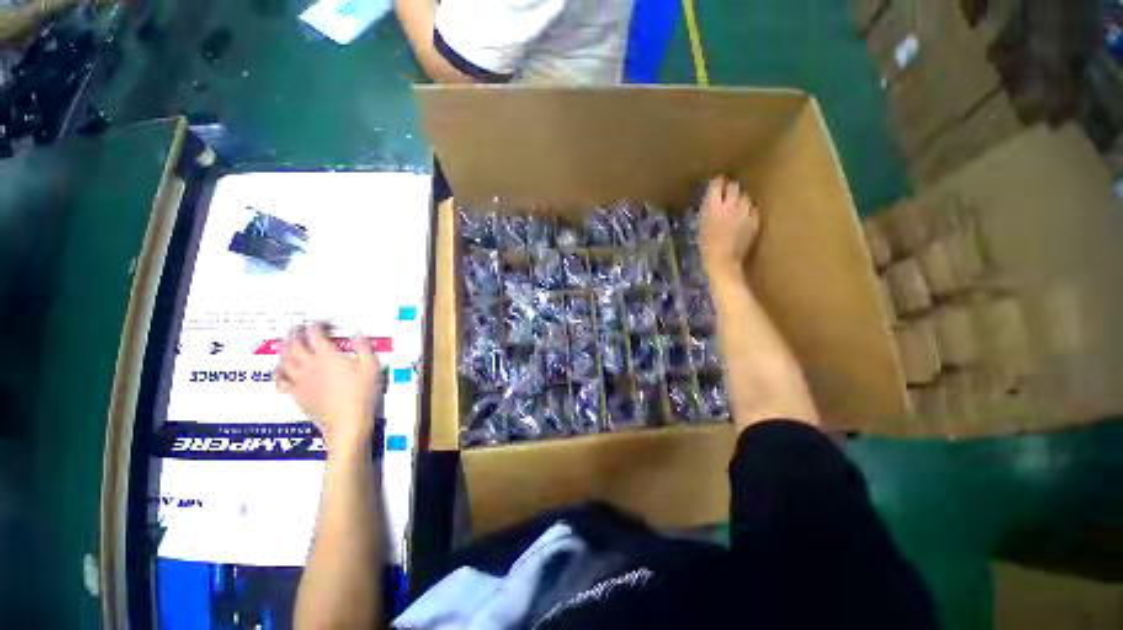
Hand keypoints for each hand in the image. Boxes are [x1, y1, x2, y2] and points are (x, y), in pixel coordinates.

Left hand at [276, 323, 381, 452]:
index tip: (321, 323)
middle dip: (294, 334)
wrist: (347, 421)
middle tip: (297, 328)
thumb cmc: (361, 393)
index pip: (316, 335)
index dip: (317, 326)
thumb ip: (363, 348)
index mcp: (327, 357)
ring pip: (283, 361)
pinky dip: (279, 372)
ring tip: (286, 344)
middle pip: (294, 345)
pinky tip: (282, 370)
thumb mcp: (371, 367)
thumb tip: (357, 335)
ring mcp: (299, 381)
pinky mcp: (296, 394)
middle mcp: (309, 366)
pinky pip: (280, 380)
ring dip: (283, 349)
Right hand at [699, 176, 760, 281]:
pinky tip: (744, 219)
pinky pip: (753, 209)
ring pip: (745, 197)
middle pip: (734, 186)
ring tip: (737, 207)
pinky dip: (749, 211)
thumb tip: (711, 200)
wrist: (723, 261)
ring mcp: (745, 212)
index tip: (717, 185)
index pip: (717, 185)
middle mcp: (731, 205)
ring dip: (740, 200)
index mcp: (713, 206)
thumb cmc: (706, 247)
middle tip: (727, 194)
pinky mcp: (755, 220)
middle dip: (731, 189)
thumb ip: (707, 210)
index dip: (717, 183)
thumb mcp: (701, 226)